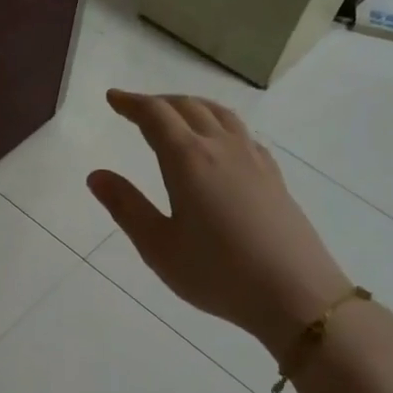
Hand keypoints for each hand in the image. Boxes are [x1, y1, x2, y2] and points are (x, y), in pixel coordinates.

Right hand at [86, 90, 352, 354]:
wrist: (296, 294)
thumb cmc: (217, 273)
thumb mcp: (159, 247)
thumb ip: (126, 207)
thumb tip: (96, 175)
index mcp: (188, 160)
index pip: (155, 116)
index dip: (131, 103)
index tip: (112, 98)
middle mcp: (221, 148)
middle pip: (188, 107)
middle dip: (158, 102)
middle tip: (135, 108)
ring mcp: (252, 159)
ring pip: (219, 114)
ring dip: (190, 106)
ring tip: (175, 114)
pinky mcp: (272, 175)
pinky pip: (241, 132)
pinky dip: (218, 123)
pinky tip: (218, 142)